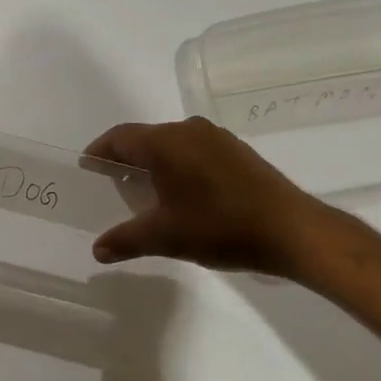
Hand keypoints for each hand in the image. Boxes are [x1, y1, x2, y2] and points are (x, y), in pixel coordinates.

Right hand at [85, 116, 341, 277]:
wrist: (292, 230)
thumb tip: (97, 251)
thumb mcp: (167, 237)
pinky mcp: (237, 151)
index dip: (100, 151)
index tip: (87, 167)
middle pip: (145, 137)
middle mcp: (188, 130)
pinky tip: (184, 192)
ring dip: (155, 161)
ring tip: (146, 190)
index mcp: (165, 142)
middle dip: (126, 157)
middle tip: (113, 183)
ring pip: (172, 143)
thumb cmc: (221, 227)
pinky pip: (195, 150)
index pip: (120, 137)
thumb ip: (127, 240)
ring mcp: (216, 138)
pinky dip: (179, 164)